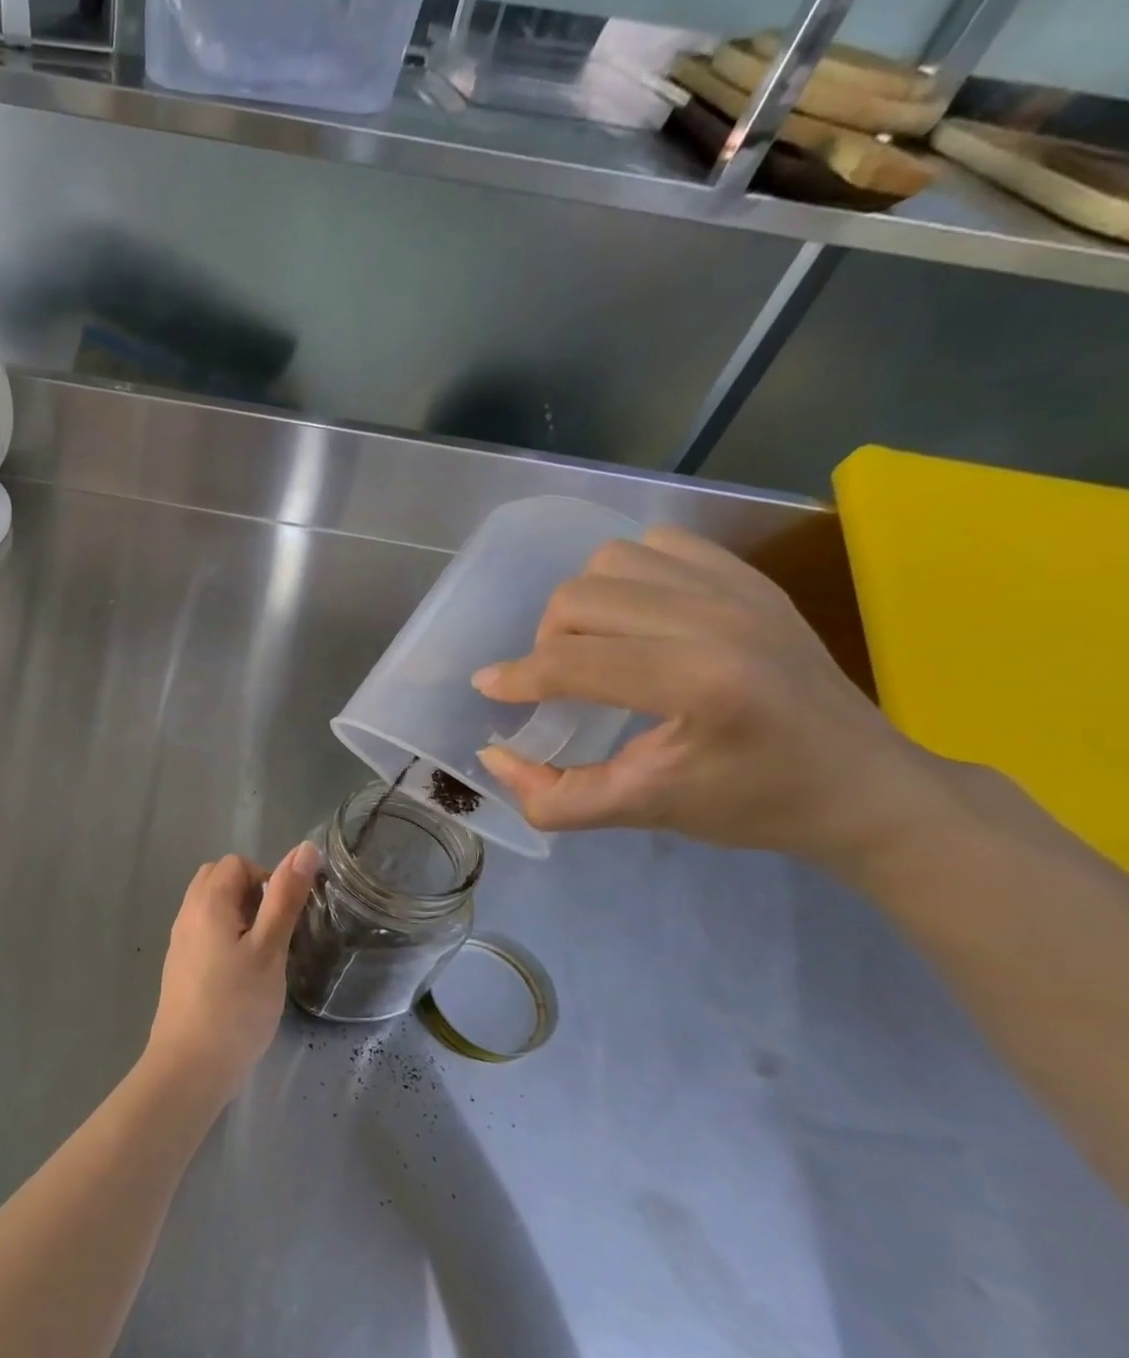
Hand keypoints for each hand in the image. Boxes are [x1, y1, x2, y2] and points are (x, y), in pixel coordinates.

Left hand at [145, 843, 319, 1098]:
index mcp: (208, 901)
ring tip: (260, 953)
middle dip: (250, 893)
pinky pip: (203, 930)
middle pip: (218, 879)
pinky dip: (224, 935)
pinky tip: (240, 972)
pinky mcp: (179, 965)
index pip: (236, 863)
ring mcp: (179, 940)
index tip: (283, 917)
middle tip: (272, 932)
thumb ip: (285, 897)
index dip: (265, 880)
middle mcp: (187, 912)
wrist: (190, 1065)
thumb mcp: (270, 949)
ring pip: (210, 905)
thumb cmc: (236, 1005)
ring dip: (238, 915)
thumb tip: (305, 848)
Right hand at [473, 526, 938, 866]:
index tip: (490, 690)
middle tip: (557, 682)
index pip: (571, 662)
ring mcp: (740, 590)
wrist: (868, 786)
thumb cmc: (754, 805)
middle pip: (579, 600)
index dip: (516, 678)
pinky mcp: (752, 578)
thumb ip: (554, 796)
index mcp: (699, 684)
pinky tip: (637, 617)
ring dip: (584, 605)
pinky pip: (659, 546)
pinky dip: (629, 575)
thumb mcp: (645, 812)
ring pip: (611, 561)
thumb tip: (493, 756)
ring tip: (596, 645)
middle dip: (547, 643)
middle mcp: (718, 620)